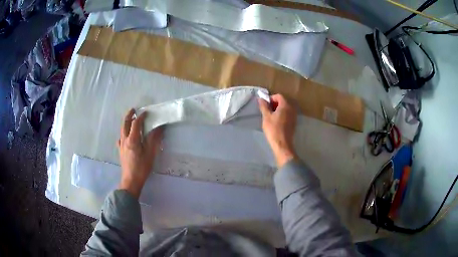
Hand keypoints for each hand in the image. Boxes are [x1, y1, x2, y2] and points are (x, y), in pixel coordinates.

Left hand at [118, 109, 162, 198]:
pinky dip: (123, 133)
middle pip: (125, 124)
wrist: (131, 180)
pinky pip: (120, 138)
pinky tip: (125, 136)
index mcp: (133, 140)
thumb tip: (159, 128)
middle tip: (133, 110)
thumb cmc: (142, 167)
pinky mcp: (120, 151)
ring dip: (125, 122)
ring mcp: (121, 145)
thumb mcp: (150, 154)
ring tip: (130, 119)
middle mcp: (125, 140)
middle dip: (129, 115)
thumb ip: (154, 139)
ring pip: (121, 130)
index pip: (136, 124)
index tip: (146, 113)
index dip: (141, 117)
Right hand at [258, 94, 296, 167]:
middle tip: (267, 111)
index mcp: (286, 105)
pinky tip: (277, 121)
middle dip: (275, 104)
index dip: (271, 99)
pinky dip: (282, 114)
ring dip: (278, 109)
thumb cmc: (273, 129)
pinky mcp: (294, 122)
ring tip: (271, 116)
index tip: (265, 105)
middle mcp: (292, 108)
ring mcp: (294, 115)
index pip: (278, 96)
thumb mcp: (266, 117)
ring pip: (285, 108)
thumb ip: (264, 106)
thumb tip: (261, 98)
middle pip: (283, 101)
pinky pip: (288, 114)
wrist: (282, 144)